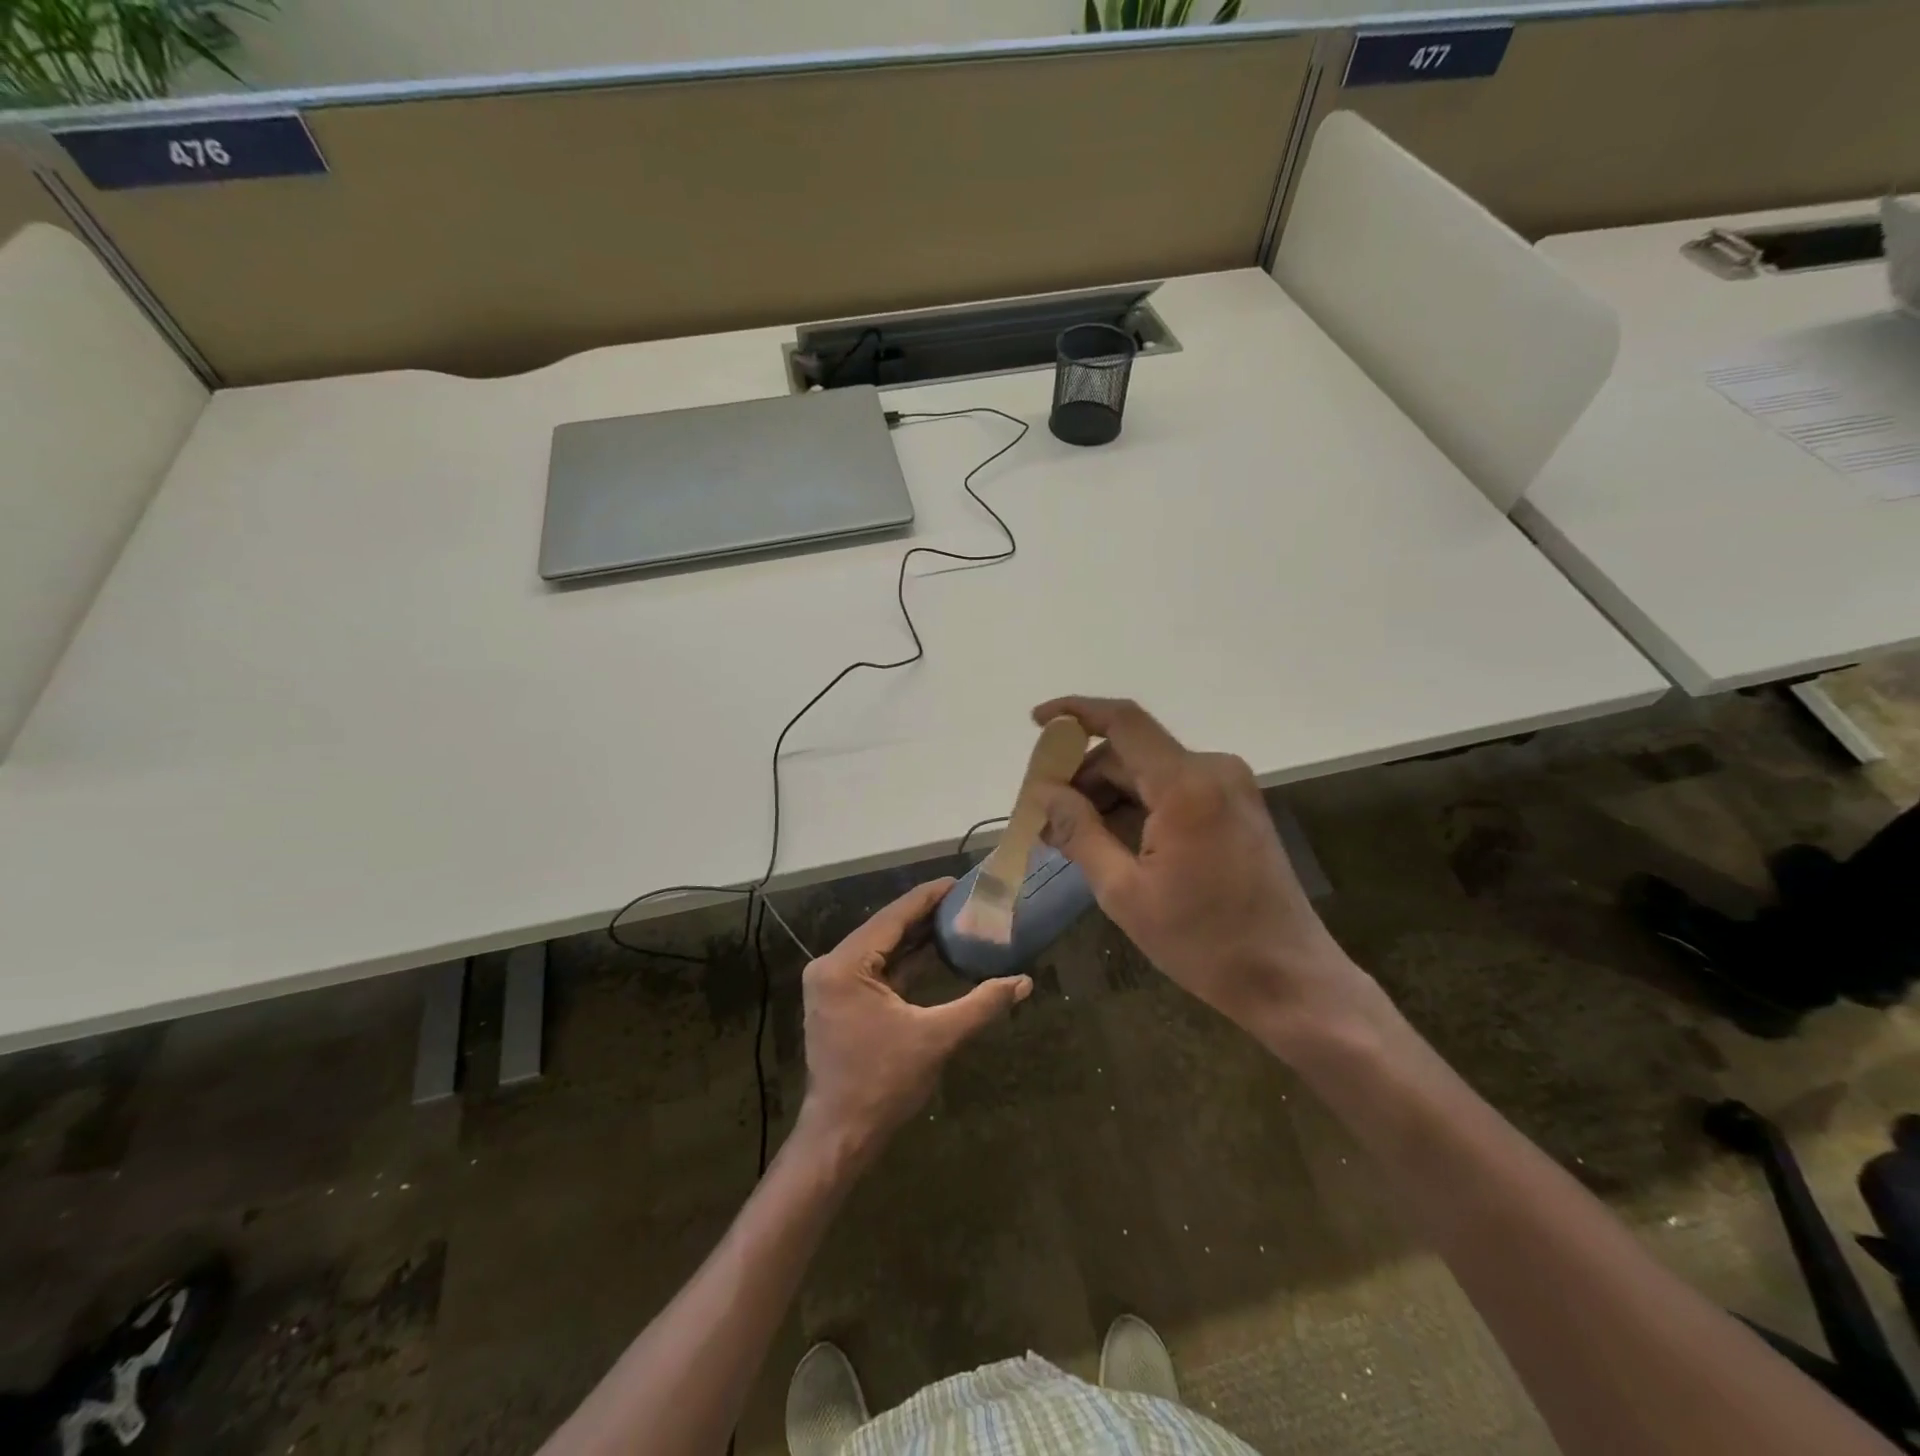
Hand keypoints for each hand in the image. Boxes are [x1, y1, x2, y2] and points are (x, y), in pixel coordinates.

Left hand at [797, 879, 1031, 1162]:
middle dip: (923, 915)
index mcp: (844, 966)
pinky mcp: (840, 1000)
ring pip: (881, 949)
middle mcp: (831, 966)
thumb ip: (981, 1004)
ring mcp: (832, 984)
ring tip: (954, 917)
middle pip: (885, 930)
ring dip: (914, 937)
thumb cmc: (884, 1083)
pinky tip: (933, 950)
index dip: (926, 898)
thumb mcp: (937, 1038)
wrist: (842, 1135)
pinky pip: (876, 969)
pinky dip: (904, 961)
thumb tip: (1025, 982)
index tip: (956, 882)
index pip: (891, 919)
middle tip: (963, 899)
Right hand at [1029, 697, 1377, 1052]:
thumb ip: (1080, 833)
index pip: (1123, 722)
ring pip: (1150, 773)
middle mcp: (1214, 771)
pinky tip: (1110, 843)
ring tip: (1071, 841)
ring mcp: (1231, 788)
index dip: (1075, 713)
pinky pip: (1174, 791)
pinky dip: (1138, 808)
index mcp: (1187, 786)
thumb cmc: (1204, 942)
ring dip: (1108, 798)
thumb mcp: (1125, 893)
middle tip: (1045, 819)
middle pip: (1131, 753)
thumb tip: (1044, 793)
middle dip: (1083, 779)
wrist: (1290, 980)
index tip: (1036, 722)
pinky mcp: (1237, 808)